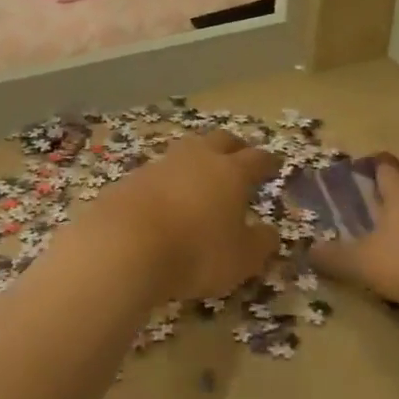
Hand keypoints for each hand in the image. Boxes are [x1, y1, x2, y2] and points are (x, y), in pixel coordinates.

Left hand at [65, 130, 279, 303]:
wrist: (124, 245)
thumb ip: (260, 243)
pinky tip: (166, 197)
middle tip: (240, 157)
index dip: (268, 162)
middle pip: (221, 140)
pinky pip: (158, 172)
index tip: (274, 164)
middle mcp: (197, 158)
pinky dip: (168, 181)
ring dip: (197, 159)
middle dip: (234, 146)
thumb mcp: (240, 259)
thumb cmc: (195, 252)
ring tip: (201, 175)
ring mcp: (160, 164)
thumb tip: (270, 232)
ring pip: (186, 150)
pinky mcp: (131, 177)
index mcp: (231, 172)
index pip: (257, 159)